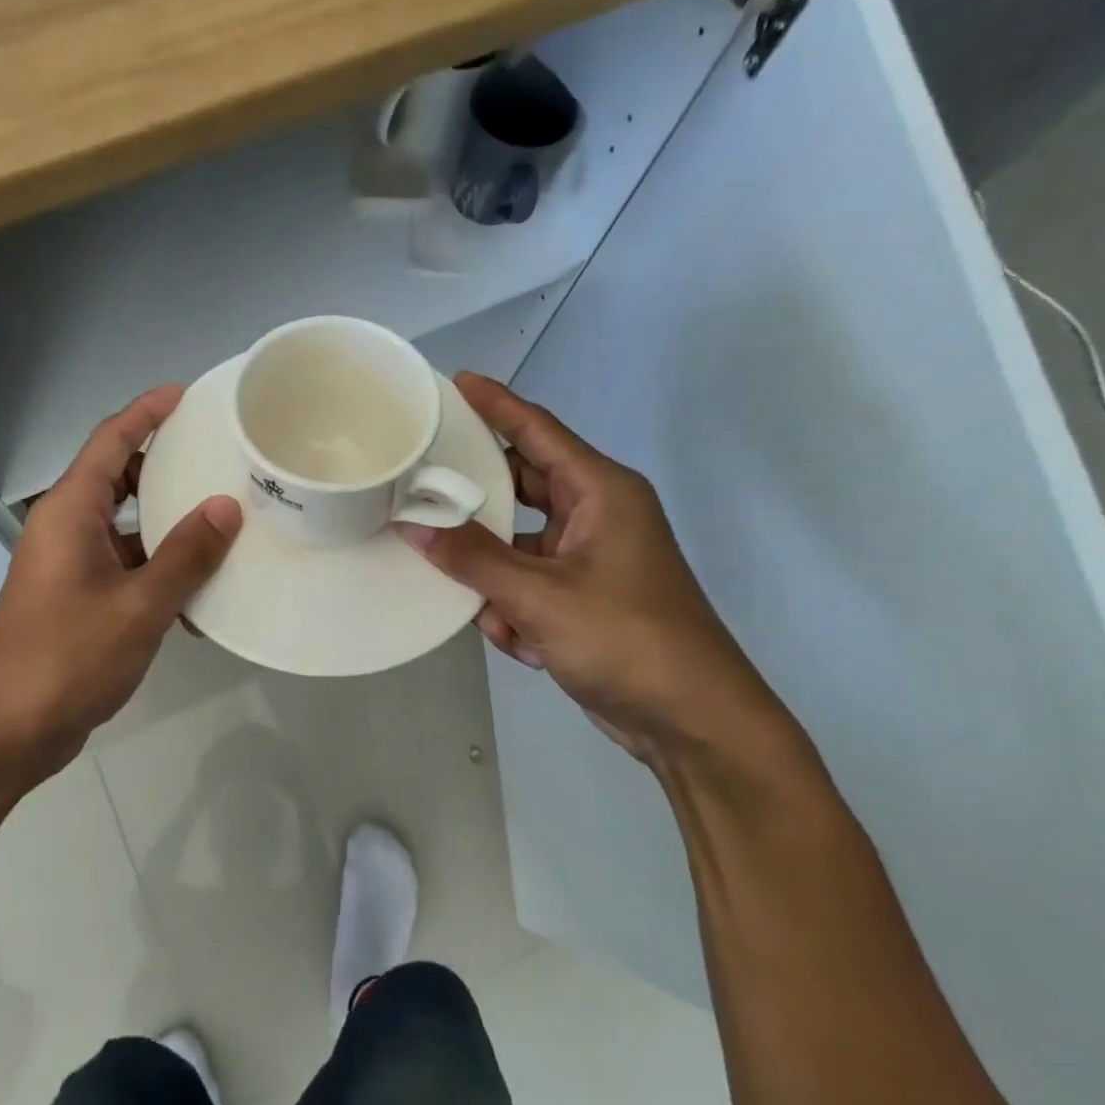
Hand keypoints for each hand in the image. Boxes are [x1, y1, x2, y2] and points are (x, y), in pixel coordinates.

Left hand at [0, 385, 241, 787]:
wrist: (6, 730)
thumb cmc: (67, 657)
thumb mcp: (139, 605)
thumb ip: (186, 554)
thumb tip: (226, 506)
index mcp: (70, 511)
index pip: (110, 440)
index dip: (146, 412)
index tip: (184, 394)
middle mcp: (66, 528)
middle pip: (117, 477)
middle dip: (163, 464)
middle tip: (217, 455)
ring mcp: (70, 566)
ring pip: (125, 525)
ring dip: (167, 522)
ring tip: (223, 517)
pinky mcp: (77, 600)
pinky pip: (125, 566)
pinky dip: (158, 569)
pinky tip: (200, 591)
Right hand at [399, 373, 794, 767]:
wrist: (692, 723)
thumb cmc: (627, 640)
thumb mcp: (540, 597)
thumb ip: (472, 559)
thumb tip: (412, 525)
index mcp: (601, 493)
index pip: (538, 431)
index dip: (496, 404)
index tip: (454, 381)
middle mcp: (596, 516)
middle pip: (520, 486)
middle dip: (477, 498)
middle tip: (420, 484)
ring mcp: (589, 559)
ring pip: (516, 544)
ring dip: (493, 574)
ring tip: (475, 598)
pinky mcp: (582, 599)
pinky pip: (526, 585)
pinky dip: (514, 610)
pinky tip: (520, 641)